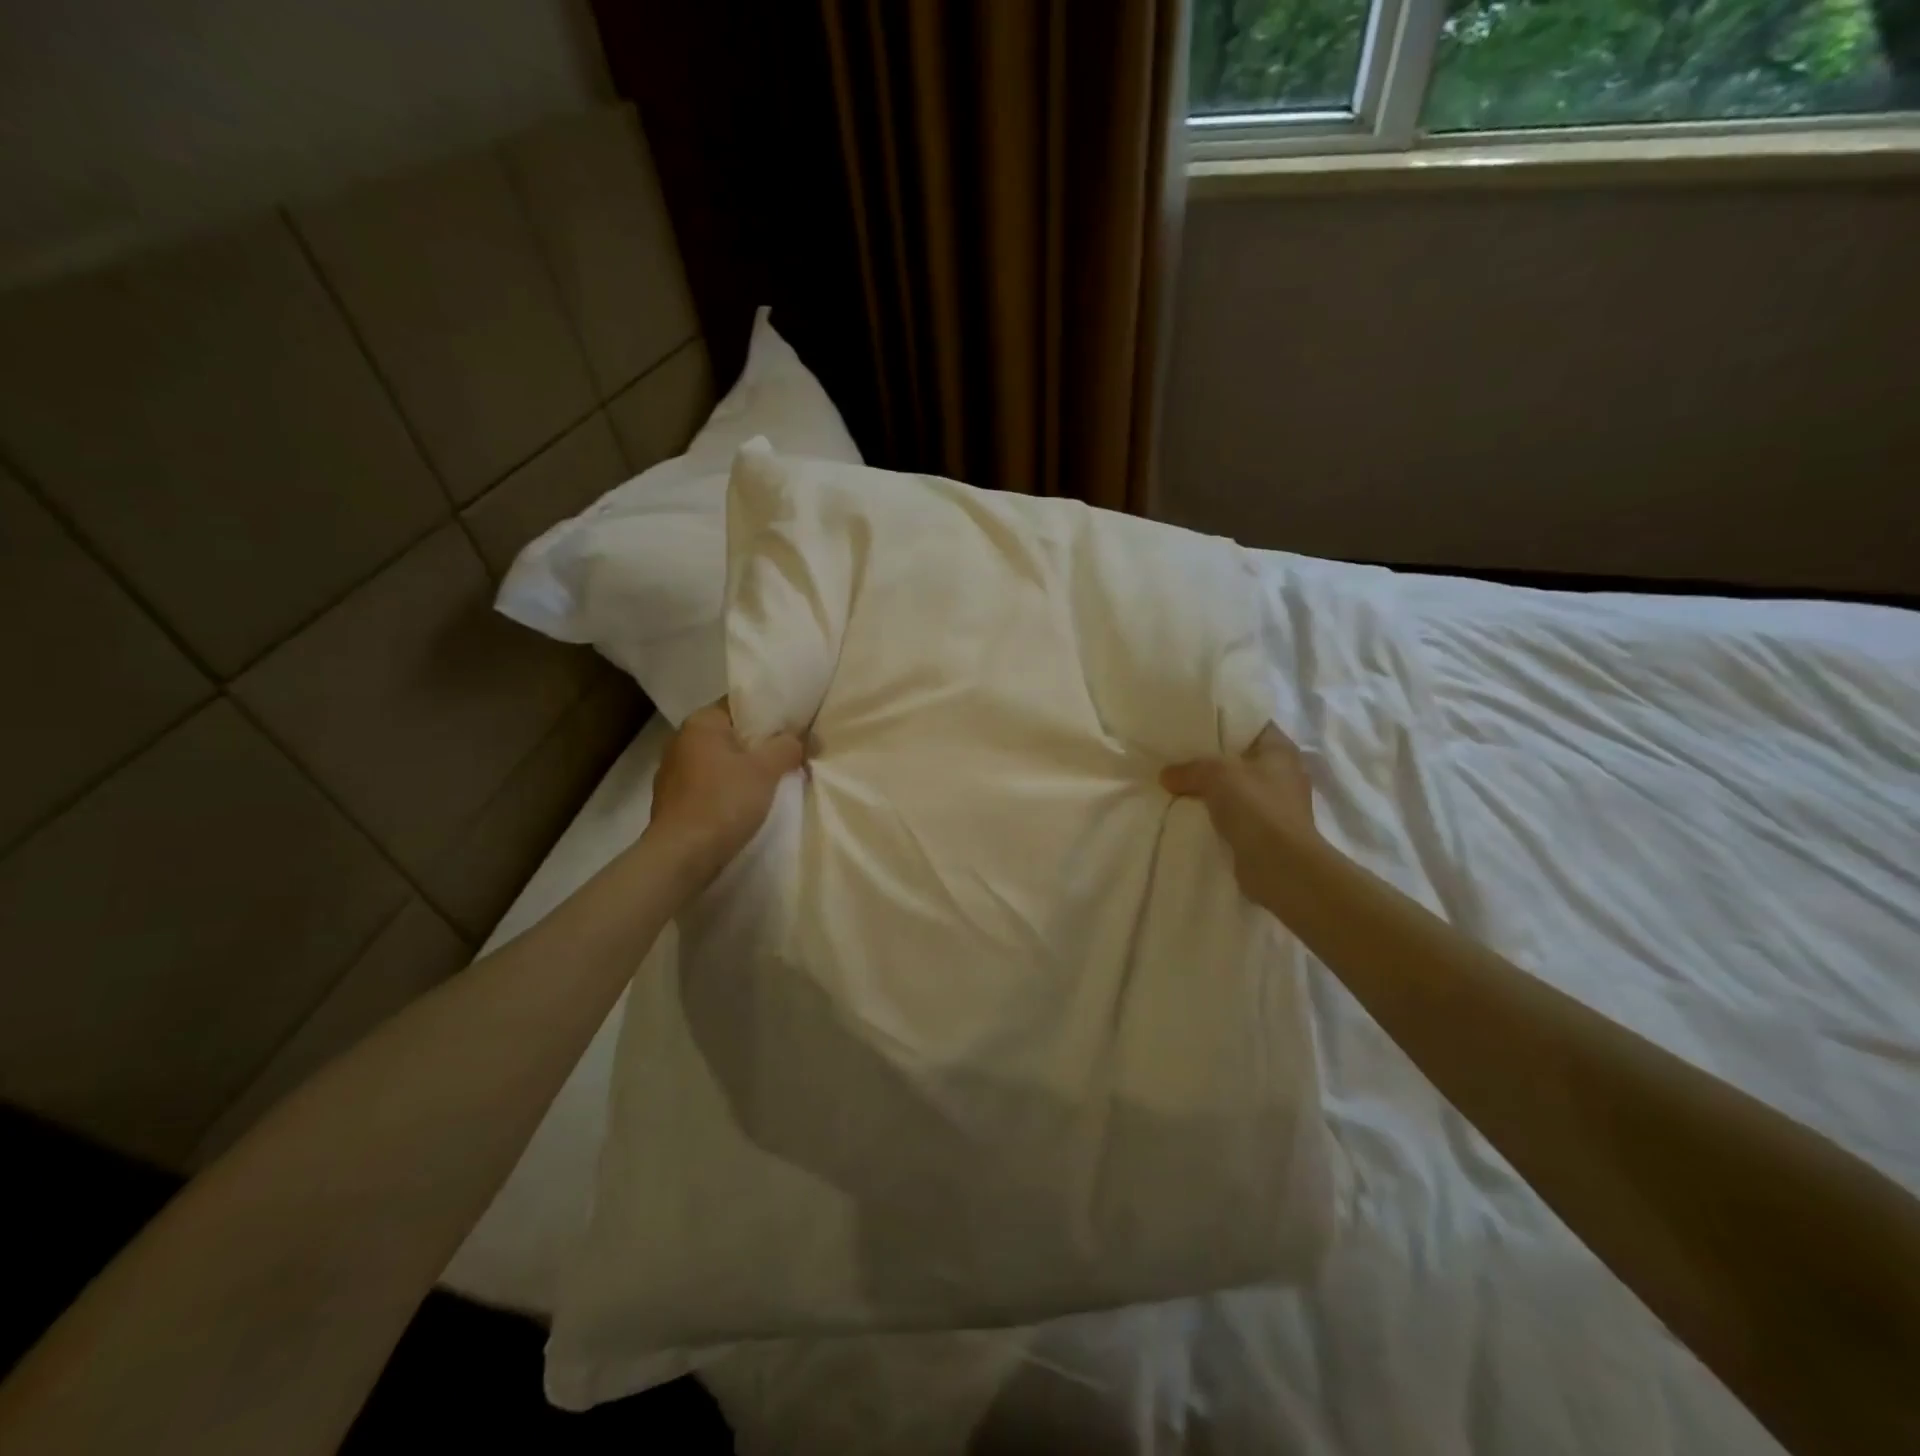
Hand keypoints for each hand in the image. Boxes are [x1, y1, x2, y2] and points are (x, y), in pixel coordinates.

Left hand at [647, 700, 805, 888]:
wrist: (682, 856)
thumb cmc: (724, 802)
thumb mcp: (766, 770)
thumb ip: (788, 746)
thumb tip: (802, 738)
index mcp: (700, 722)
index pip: (740, 705)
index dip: (770, 714)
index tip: (794, 728)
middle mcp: (681, 740)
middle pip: (731, 733)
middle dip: (759, 744)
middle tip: (790, 755)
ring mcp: (673, 772)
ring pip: (720, 761)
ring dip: (743, 769)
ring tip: (773, 781)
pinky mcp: (674, 800)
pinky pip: (709, 784)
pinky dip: (728, 789)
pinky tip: (746, 804)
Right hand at [1162, 725, 1317, 904]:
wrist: (1280, 867)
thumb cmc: (1256, 808)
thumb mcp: (1216, 774)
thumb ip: (1189, 769)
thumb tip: (1166, 775)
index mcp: (1281, 750)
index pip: (1252, 724)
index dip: (1225, 720)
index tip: (1194, 722)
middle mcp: (1282, 774)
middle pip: (1240, 757)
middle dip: (1211, 758)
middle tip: (1176, 753)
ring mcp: (1275, 805)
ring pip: (1234, 788)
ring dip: (1210, 789)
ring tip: (1176, 783)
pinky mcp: (1264, 832)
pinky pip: (1233, 815)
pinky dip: (1214, 814)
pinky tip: (1188, 812)